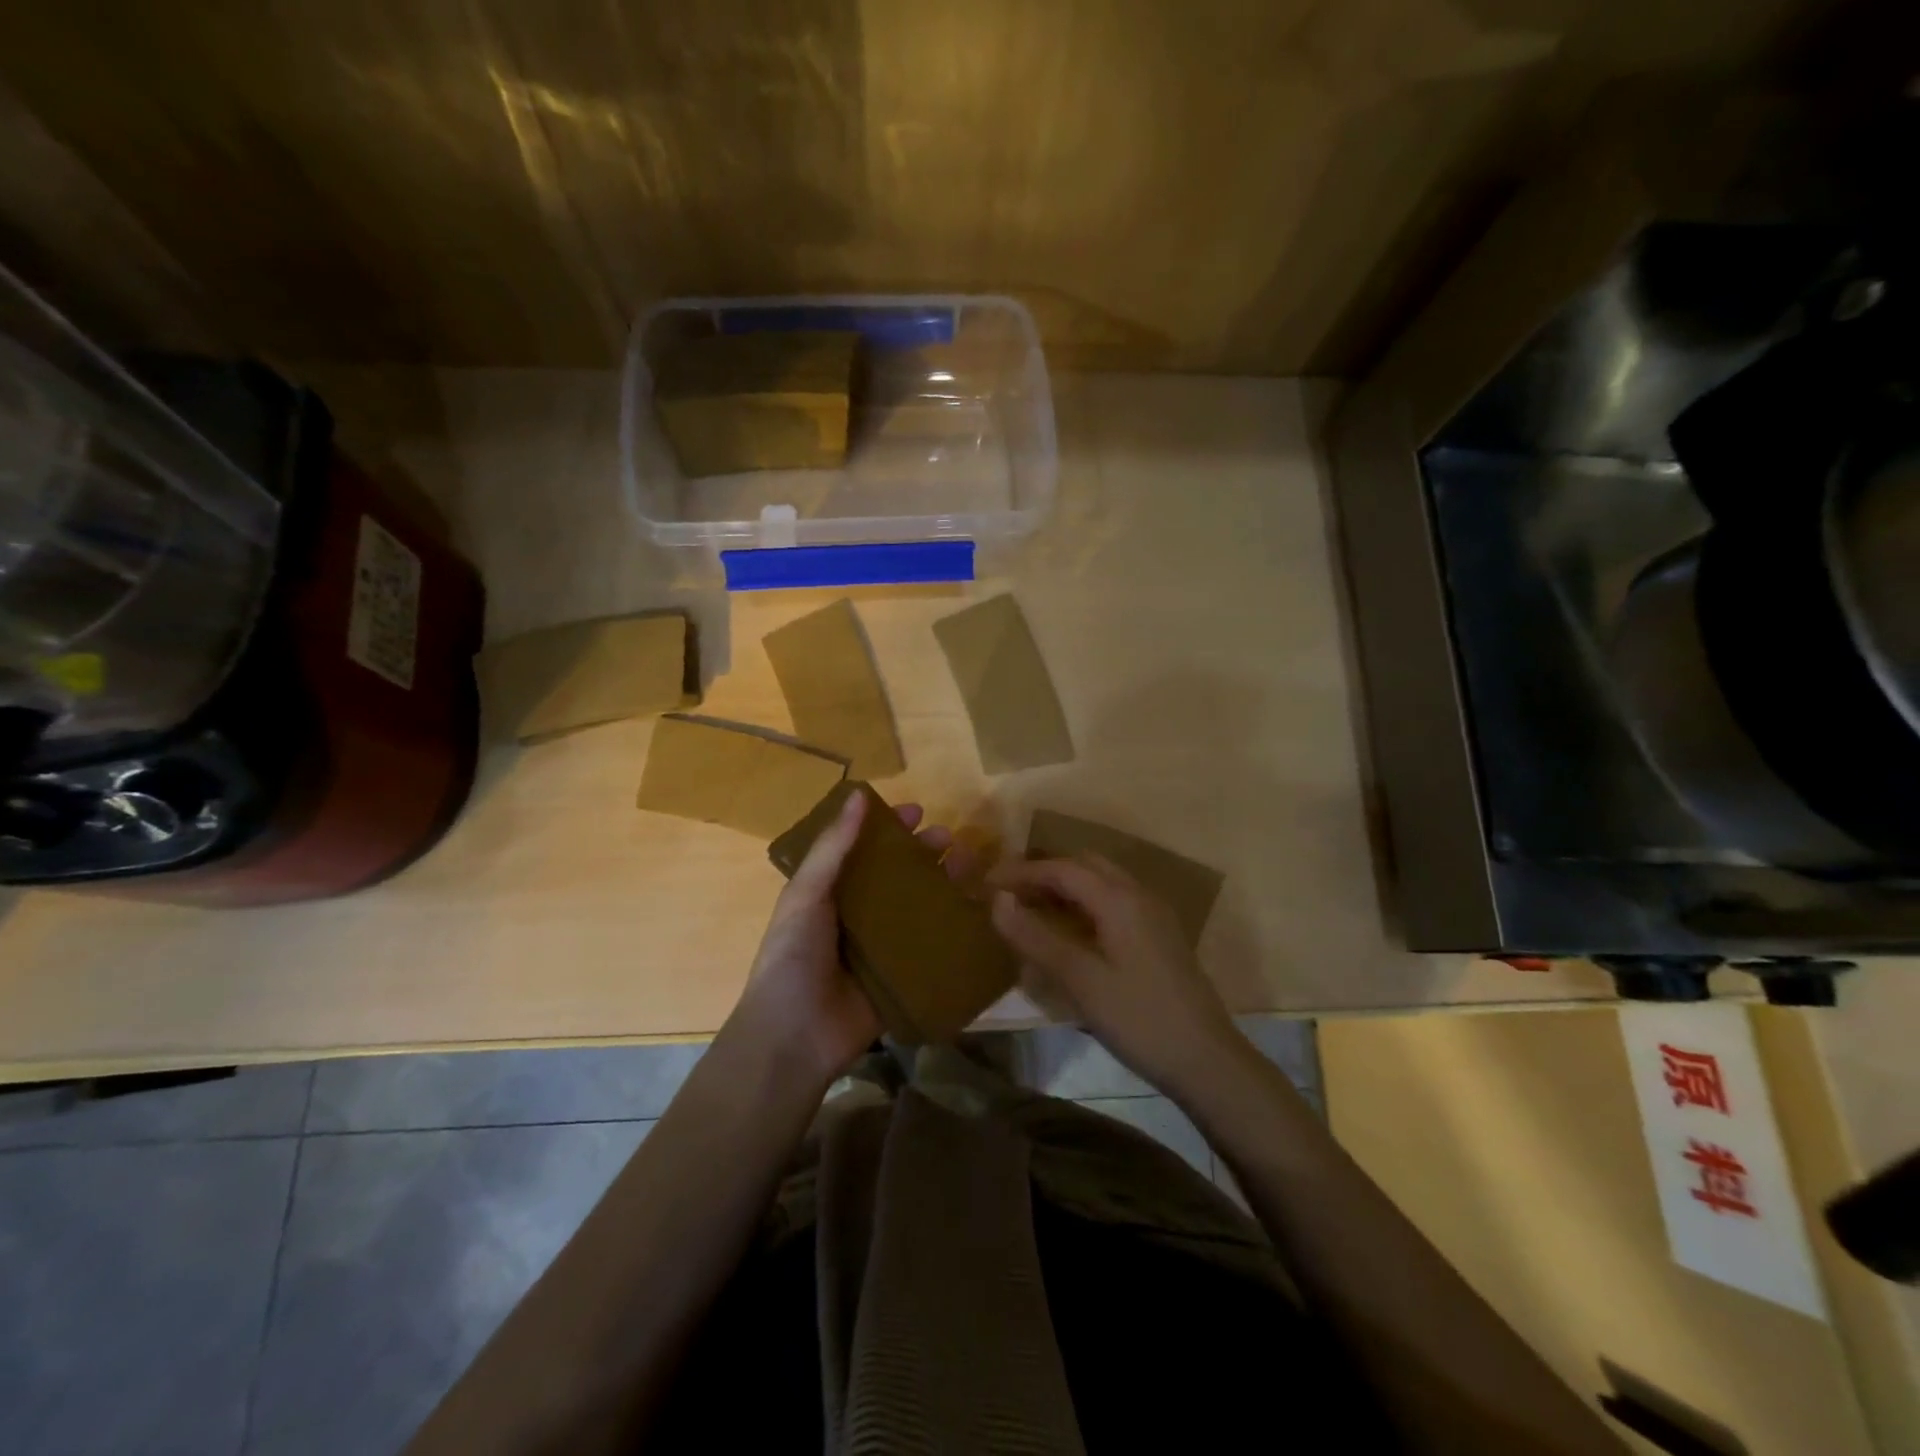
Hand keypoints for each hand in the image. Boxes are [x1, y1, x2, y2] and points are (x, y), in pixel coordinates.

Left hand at [727, 790, 978, 1089]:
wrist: (795, 1036)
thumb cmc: (793, 956)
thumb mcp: (807, 894)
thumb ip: (833, 847)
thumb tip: (859, 794)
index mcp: (832, 892)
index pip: (866, 850)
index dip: (890, 829)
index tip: (918, 811)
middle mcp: (860, 915)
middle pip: (899, 876)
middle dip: (925, 854)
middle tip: (951, 839)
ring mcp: (884, 947)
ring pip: (921, 907)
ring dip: (945, 884)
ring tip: (972, 865)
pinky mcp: (904, 977)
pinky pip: (933, 948)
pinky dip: (954, 929)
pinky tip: (980, 912)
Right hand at [990, 853, 1236, 1096]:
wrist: (1207, 1060)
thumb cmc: (1139, 1019)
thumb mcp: (1080, 980)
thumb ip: (1036, 937)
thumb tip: (997, 900)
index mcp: (1119, 899)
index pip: (1061, 869)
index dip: (1021, 871)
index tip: (987, 883)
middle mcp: (1139, 894)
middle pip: (1084, 866)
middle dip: (1044, 873)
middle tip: (1009, 894)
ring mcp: (1154, 914)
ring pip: (1102, 882)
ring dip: (1066, 887)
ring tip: (1032, 909)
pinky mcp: (1160, 935)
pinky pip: (1115, 901)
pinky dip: (1085, 903)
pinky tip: (1071, 931)